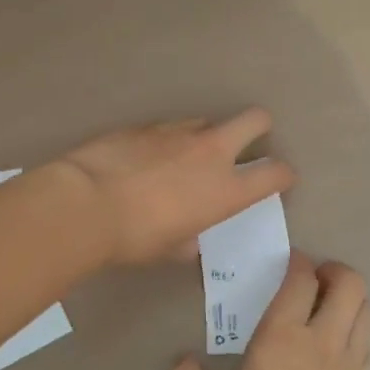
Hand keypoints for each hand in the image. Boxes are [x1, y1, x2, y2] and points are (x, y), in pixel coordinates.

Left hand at [57, 109, 295, 265]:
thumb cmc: (135, 238)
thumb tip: (189, 239)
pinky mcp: (146, 125)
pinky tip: (147, 158)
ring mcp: (178, 132)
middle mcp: (211, 152)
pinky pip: (169, 127)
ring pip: (208, 120)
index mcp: (226, 190)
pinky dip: (167, 141)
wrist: (86, 204)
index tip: (278, 181)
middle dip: (260, 128)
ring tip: (185, 156)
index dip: (283, 175)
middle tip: (247, 144)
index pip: (276, 173)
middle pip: (255, 119)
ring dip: (206, 135)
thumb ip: (190, 239)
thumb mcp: (171, 249)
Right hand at [169, 252, 369, 369]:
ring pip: (366, 310)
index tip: (287, 264)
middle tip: (313, 281)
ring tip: (329, 309)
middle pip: (350, 283)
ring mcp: (351, 365)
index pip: (301, 278)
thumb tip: (183, 363)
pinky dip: (356, 332)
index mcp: (284, 336)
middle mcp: (324, 340)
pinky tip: (335, 350)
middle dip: (334, 271)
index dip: (297, 262)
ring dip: (351, 299)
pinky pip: (367, 344)